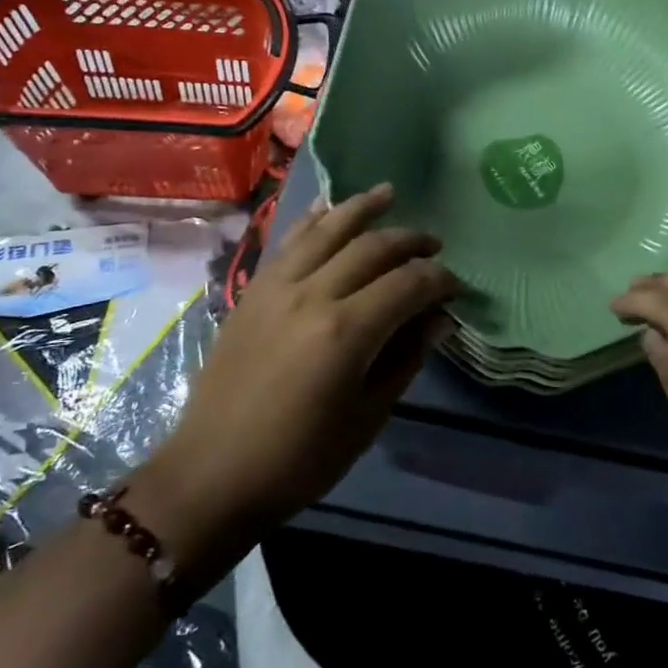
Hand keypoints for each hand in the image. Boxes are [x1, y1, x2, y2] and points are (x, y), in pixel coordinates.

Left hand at [137, 185, 456, 541]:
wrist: (212, 474)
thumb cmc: (299, 459)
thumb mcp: (367, 418)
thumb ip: (405, 359)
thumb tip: (439, 320)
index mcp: (345, 332)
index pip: (408, 284)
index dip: (439, 280)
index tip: (455, 287)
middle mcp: (311, 295)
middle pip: (372, 248)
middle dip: (411, 241)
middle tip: (434, 245)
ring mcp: (276, 288)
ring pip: (326, 230)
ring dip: (362, 208)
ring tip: (389, 193)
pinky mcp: (252, 291)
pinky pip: (287, 242)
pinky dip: (312, 221)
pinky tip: (329, 209)